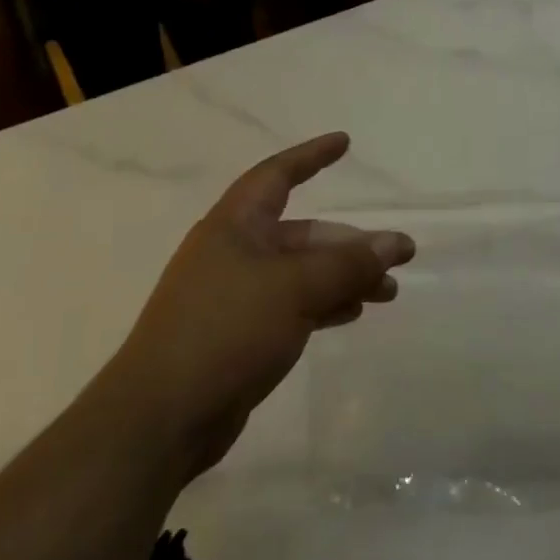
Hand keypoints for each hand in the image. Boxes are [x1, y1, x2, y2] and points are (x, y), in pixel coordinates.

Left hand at [108, 132, 412, 475]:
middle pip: (302, 234)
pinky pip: (292, 305)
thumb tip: (397, 243)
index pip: (277, 175)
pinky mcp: (239, 334)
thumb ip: (349, 264)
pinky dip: (324, 304)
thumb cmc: (226, 330)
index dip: (312, 155)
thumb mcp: (295, 289)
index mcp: (235, 225)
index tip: (345, 142)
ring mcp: (235, 295)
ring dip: (344, 278)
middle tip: (398, 255)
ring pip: (302, 273)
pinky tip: (352, 314)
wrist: (161, 417)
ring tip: (386, 293)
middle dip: (350, 242)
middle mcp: (234, 252)